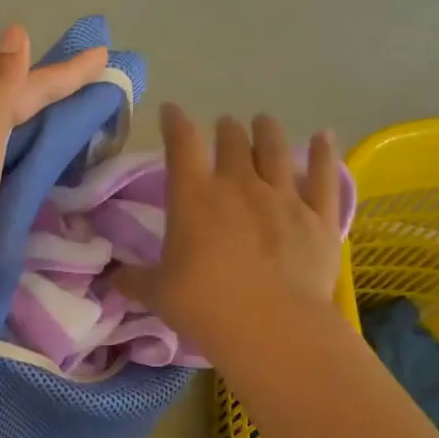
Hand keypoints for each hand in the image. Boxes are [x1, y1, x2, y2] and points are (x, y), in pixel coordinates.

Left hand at [0, 25, 107, 328]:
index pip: (24, 84)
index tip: (104, 57)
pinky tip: (30, 171)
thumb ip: (0, 86)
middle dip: (50, 95)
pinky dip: (19, 161)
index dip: (65, 73)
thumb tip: (15, 32)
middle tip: (93, 89)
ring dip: (34, 127)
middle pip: (11, 105)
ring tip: (71, 126)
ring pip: (2, 136)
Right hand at [117, 106, 344, 356]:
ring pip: (276, 150)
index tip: (171, 111)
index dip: (175, 123)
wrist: (271, 326)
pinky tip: (324, 136)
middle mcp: (239, 186)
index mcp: (194, 198)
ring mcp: (284, 198)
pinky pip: (323, 176)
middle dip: (226, 130)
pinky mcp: (319, 217)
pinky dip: (323, 153)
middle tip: (225, 126)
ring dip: (267, 132)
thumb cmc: (204, 306)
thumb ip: (135, 281)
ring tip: (263, 121)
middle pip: (232, 143)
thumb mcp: (157, 294)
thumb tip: (114, 279)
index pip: (181, 145)